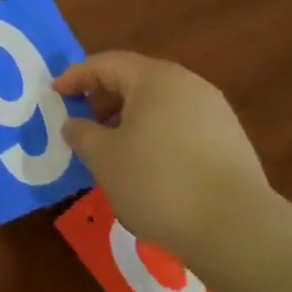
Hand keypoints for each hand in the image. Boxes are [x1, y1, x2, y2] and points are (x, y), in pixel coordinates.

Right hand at [55, 51, 270, 258]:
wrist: (237, 228)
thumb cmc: (158, 182)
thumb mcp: (104, 158)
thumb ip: (81, 134)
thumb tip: (74, 123)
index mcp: (155, 78)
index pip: (106, 63)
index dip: (75, 77)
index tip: (54, 95)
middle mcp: (187, 84)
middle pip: (135, 79)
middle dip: (103, 97)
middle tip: (83, 122)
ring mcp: (214, 110)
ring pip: (160, 102)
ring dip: (130, 117)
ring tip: (113, 147)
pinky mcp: (230, 139)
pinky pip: (181, 124)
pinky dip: (156, 133)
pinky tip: (148, 165)